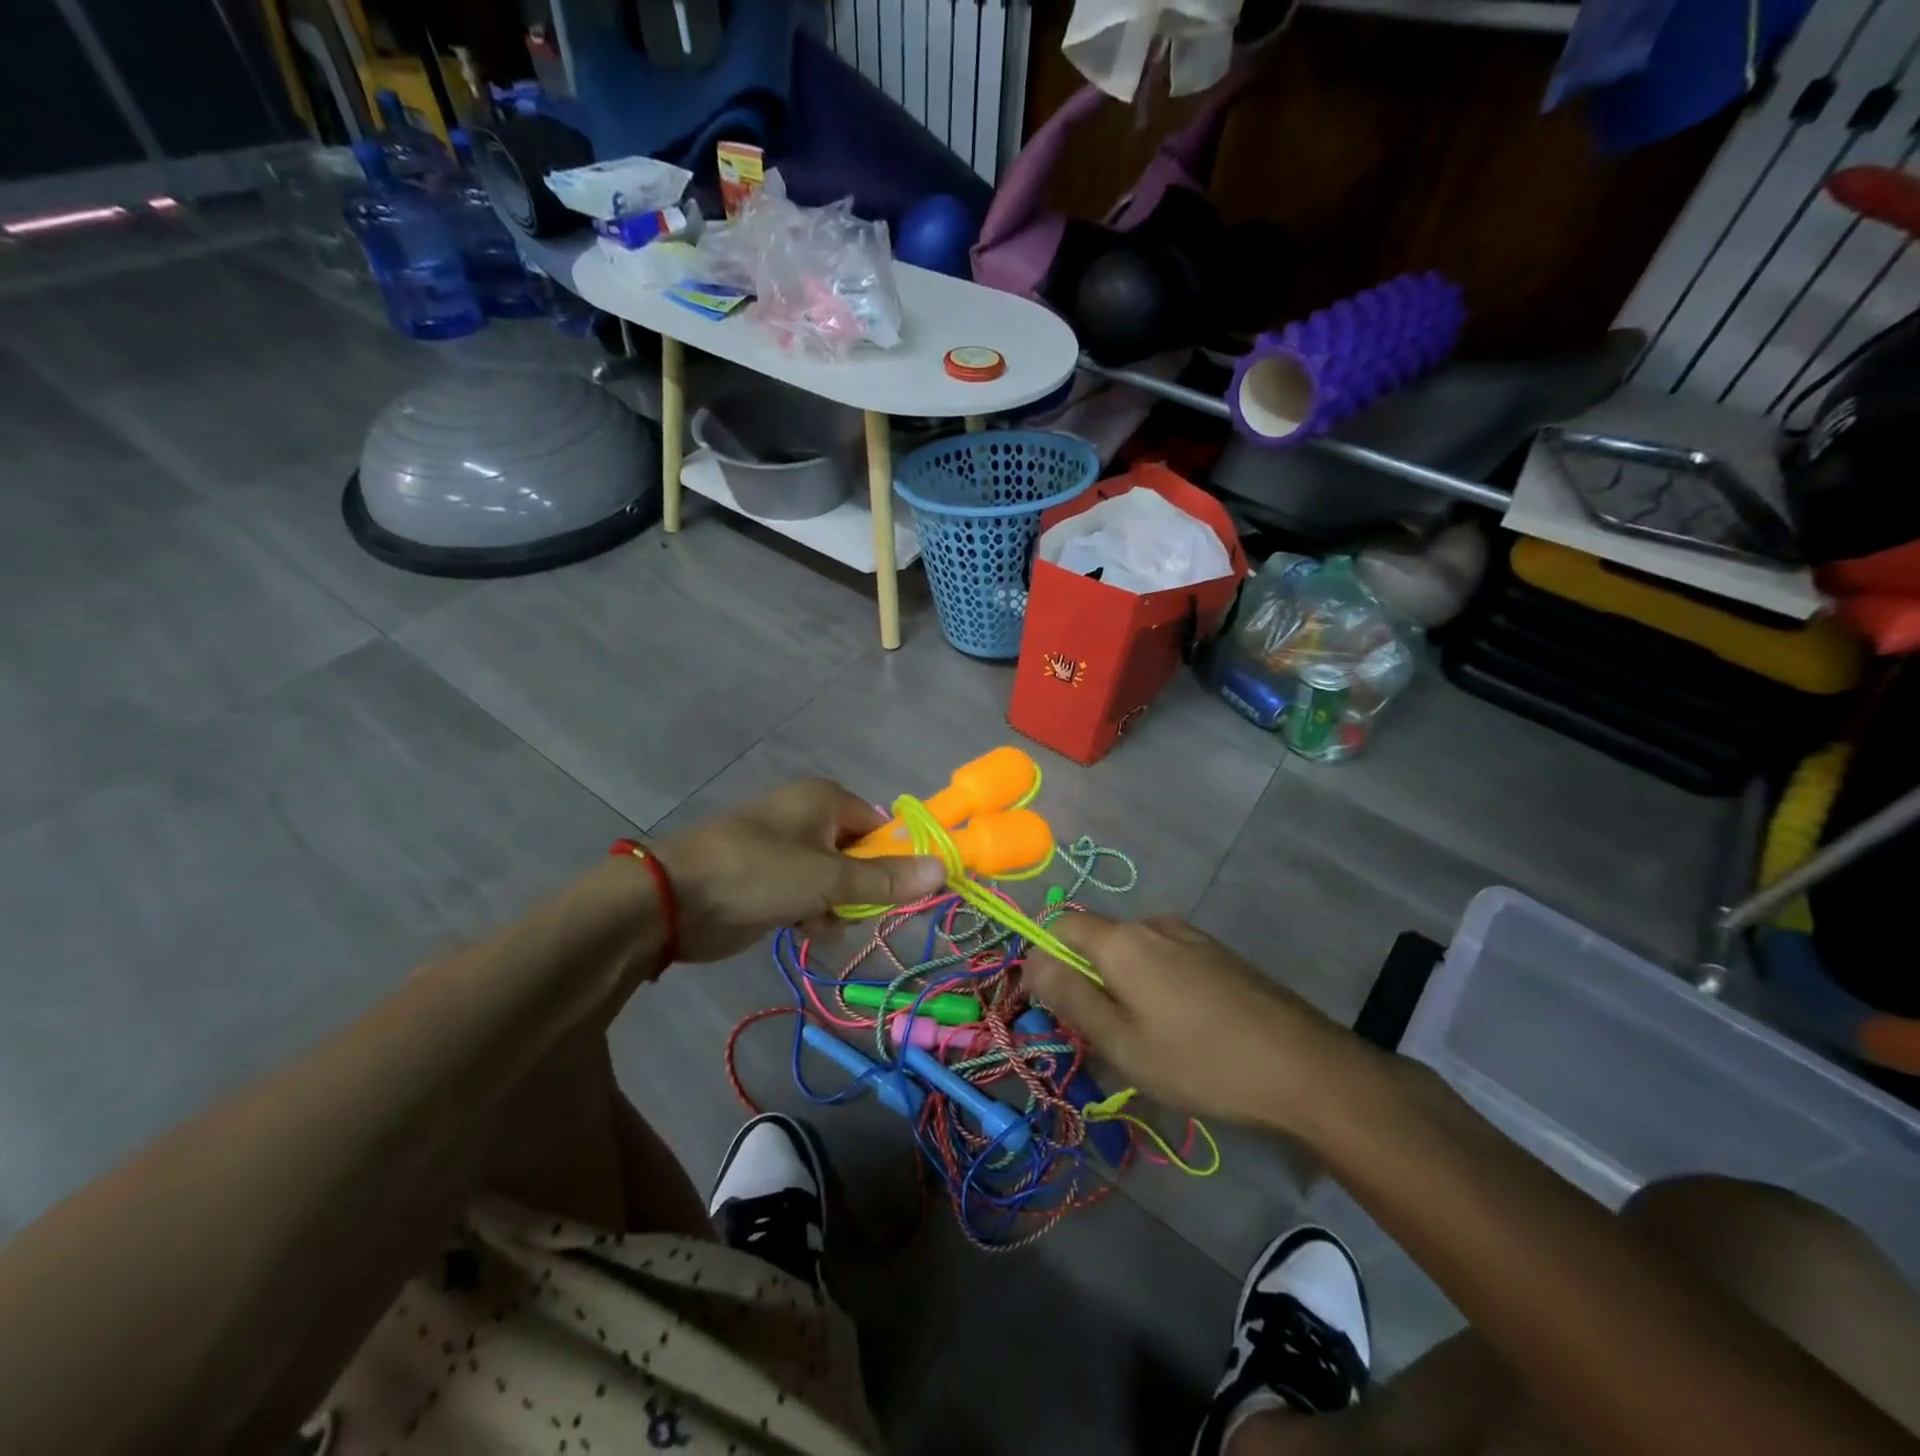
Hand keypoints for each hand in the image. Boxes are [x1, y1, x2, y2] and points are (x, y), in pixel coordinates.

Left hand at [654, 779, 946, 961]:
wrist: (674, 900)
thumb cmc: (760, 874)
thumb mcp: (830, 878)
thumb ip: (886, 878)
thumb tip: (942, 867)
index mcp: (825, 799)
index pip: (882, 827)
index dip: (897, 859)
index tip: (906, 893)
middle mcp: (808, 817)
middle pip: (860, 855)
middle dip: (862, 888)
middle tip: (857, 910)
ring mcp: (785, 848)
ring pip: (835, 880)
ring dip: (836, 906)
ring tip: (821, 921)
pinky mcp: (767, 878)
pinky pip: (807, 894)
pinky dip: (810, 912)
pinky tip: (801, 928)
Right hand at [1024, 914, 1369, 1131]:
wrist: (1304, 1067)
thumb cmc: (1200, 1061)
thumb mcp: (1122, 1042)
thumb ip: (1070, 996)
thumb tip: (1030, 961)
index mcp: (1122, 940)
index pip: (1060, 925)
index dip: (1044, 959)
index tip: (1049, 1005)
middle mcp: (1153, 923)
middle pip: (1097, 939)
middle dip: (1084, 978)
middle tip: (1096, 1034)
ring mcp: (1191, 936)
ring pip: (1133, 951)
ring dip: (1120, 984)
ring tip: (1141, 1039)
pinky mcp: (1218, 954)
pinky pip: (1166, 959)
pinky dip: (1154, 984)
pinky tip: (1179, 1029)